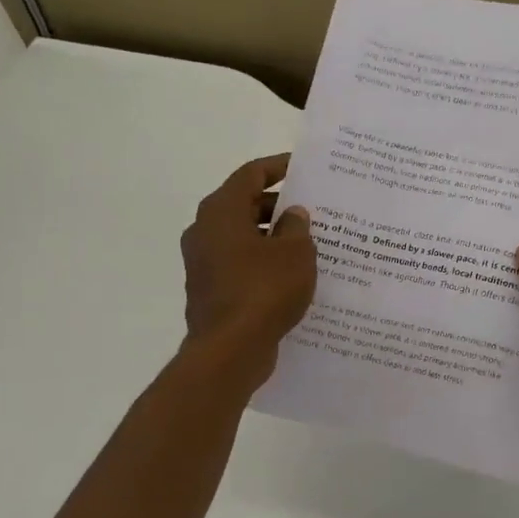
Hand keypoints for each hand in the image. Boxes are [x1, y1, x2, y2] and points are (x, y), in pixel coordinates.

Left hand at [181, 155, 316, 380]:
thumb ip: (296, 227)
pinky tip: (293, 274)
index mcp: (221, 211)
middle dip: (279, 205)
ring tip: (310, 242)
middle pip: (245, 205)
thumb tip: (293, 214)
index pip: (250, 175)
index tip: (302, 167)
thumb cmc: (264, 290)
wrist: (230, 349)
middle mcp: (205, 231)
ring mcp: (204, 263)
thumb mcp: (294, 253)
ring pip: (244, 237)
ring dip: (273, 236)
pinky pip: (242, 264)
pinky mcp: (211, 290)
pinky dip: (264, 262)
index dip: (278, 167)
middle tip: (314, 209)